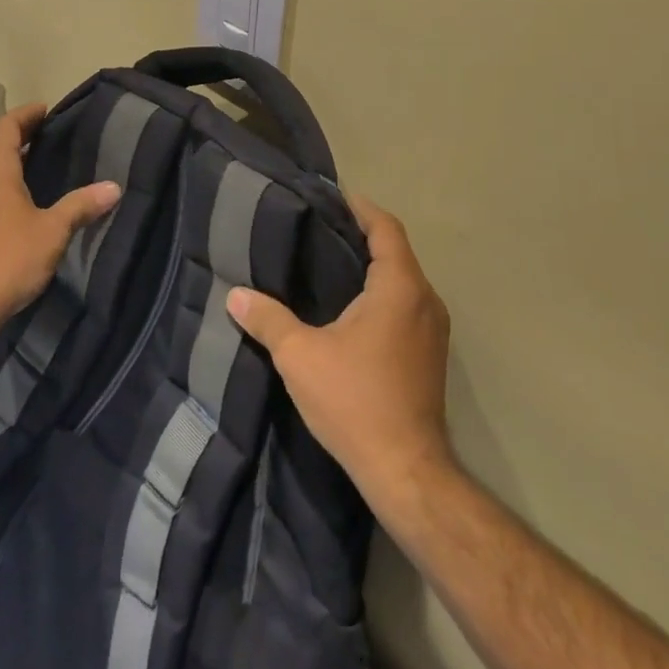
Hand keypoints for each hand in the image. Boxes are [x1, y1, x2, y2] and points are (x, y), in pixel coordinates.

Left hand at [0, 103, 120, 336]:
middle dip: (22, 135)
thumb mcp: (52, 231)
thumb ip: (81, 205)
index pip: (7, 126)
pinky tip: (25, 200)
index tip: (47, 109)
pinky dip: (5, 182)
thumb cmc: (8, 258)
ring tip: (43, 164)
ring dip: (12, 160)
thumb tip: (114, 187)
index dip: (27, 114)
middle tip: (52, 134)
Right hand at [227, 194, 452, 504]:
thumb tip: (235, 295)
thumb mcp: (300, 356)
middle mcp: (425, 300)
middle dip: (360, 235)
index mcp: (400, 288)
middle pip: (395, 250)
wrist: (407, 472)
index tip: (330, 197)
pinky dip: (381, 292)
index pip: (385, 227)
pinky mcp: (430, 354)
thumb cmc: (355, 401)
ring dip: (371, 266)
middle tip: (317, 227)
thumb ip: (268, 319)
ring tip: (327, 261)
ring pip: (402, 279)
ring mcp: (433, 330)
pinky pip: (406, 304)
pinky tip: (348, 307)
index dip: (360, 207)